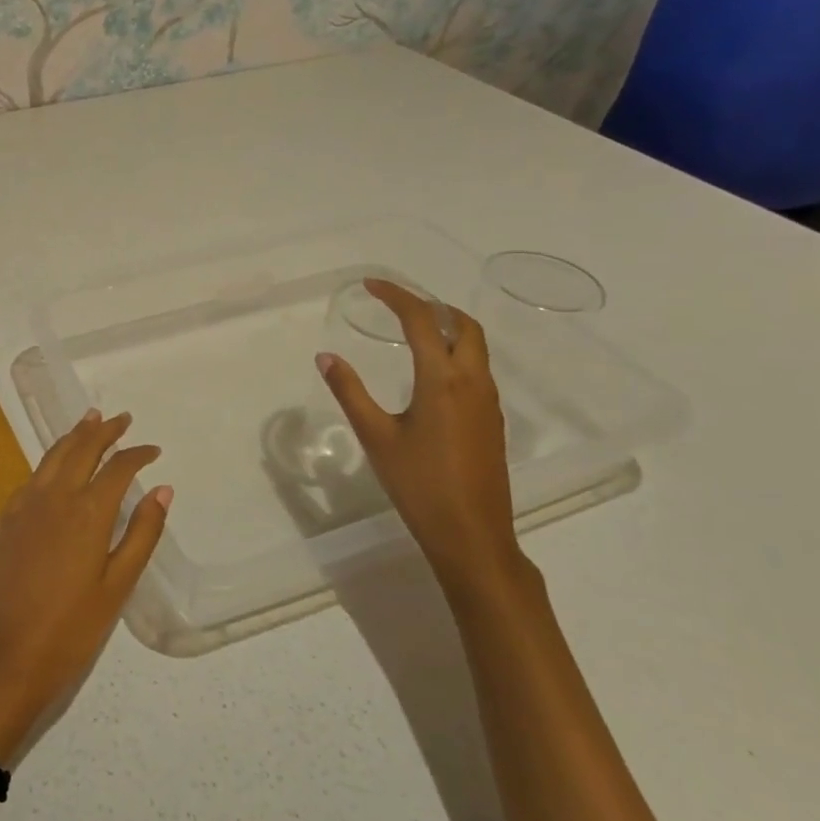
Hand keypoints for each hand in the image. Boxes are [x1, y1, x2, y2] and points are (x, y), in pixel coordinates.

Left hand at [0, 410, 170, 764]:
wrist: (1, 659)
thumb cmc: (68, 631)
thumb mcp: (116, 588)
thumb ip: (140, 535)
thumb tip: (163, 490)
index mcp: (86, 513)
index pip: (117, 468)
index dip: (137, 455)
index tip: (152, 450)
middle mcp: (54, 497)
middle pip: (81, 449)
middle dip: (104, 431)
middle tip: (122, 419)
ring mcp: (24, 505)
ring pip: (53, 456)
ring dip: (75, 436)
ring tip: (90, 420)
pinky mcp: (5, 520)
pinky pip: (33, 475)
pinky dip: (51, 459)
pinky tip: (57, 464)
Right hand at [317, 279, 523, 599]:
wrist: (472, 535)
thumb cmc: (419, 484)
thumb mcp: (376, 436)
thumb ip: (350, 392)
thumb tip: (326, 357)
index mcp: (442, 380)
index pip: (422, 321)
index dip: (397, 297)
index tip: (371, 285)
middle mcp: (472, 382)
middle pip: (463, 325)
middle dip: (432, 305)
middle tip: (398, 303)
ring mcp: (488, 402)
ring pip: (475, 347)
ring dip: (448, 327)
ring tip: (412, 328)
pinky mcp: (492, 421)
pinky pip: (478, 369)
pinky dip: (456, 351)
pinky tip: (431, 371)